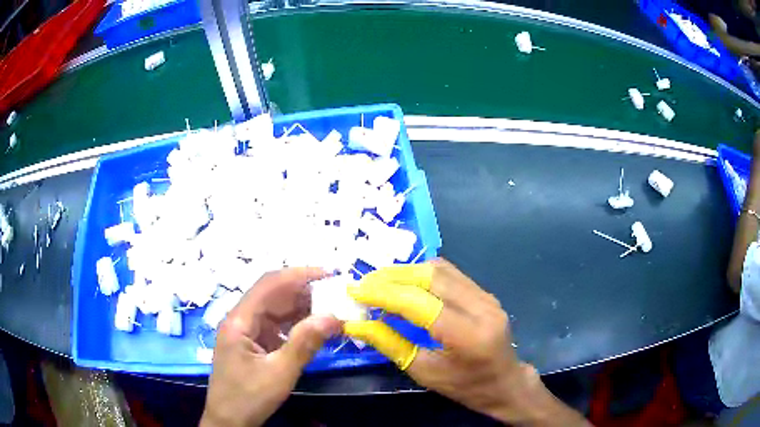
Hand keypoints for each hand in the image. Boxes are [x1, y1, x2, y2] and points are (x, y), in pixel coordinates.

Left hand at [201, 268, 341, 426]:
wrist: (229, 421)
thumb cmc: (248, 398)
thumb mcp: (279, 373)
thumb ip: (304, 344)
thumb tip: (333, 316)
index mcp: (239, 320)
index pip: (269, 285)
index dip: (298, 275)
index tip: (328, 273)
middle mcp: (241, 320)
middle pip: (273, 296)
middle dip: (305, 292)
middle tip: (337, 294)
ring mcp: (247, 332)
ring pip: (277, 312)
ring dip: (303, 309)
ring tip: (332, 309)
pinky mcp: (254, 345)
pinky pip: (277, 328)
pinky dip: (297, 326)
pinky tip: (315, 329)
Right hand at [344, 259, 588, 425]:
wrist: (505, 382)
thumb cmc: (465, 386)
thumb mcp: (424, 372)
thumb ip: (390, 344)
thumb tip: (356, 324)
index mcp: (468, 336)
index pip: (421, 303)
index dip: (384, 294)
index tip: (355, 290)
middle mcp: (482, 307)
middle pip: (431, 276)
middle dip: (392, 276)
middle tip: (364, 284)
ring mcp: (486, 296)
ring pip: (440, 269)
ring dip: (405, 272)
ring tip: (379, 283)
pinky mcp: (485, 292)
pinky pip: (449, 274)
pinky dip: (421, 275)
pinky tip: (405, 285)